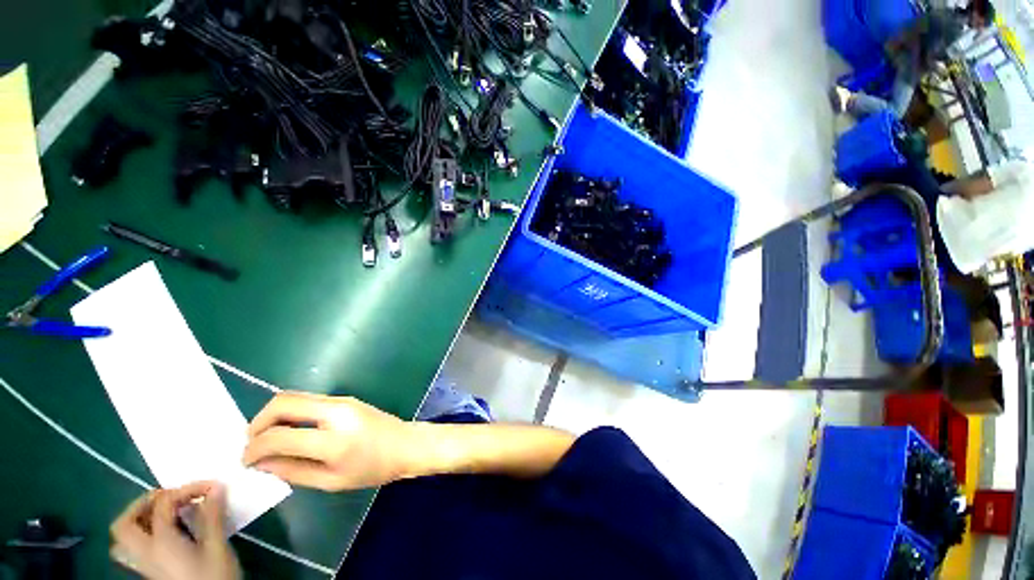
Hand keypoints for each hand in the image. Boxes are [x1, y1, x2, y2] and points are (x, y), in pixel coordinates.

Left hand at [110, 482, 239, 579]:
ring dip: (137, 520)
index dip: (186, 489)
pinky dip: (140, 535)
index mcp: (161, 543)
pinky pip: (131, 548)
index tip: (210, 486)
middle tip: (170, 496)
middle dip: (143, 503)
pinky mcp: (148, 572)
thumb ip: (212, 517)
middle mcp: (145, 552)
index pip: (164, 504)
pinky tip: (162, 535)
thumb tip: (216, 487)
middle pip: (125, 523)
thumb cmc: (214, 576)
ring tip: (161, 514)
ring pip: (122, 539)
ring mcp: (143, 565)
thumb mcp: (217, 547)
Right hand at [243, 391, 413, 490]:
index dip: (254, 448)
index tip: (245, 461)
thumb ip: (293, 471)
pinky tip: (289, 430)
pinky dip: (290, 412)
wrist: (405, 444)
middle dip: (258, 422)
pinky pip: (309, 399)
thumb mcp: (331, 481)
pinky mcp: (345, 398)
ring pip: (295, 396)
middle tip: (252, 444)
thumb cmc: (372, 469)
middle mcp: (336, 411)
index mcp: (334, 439)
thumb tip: (260, 463)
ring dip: (273, 415)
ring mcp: (342, 400)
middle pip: (283, 402)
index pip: (280, 435)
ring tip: (266, 439)